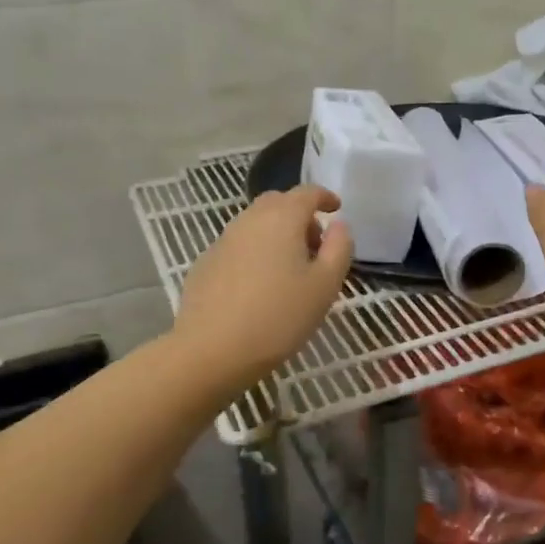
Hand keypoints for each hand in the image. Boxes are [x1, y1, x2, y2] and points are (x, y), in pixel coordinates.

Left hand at [173, 185, 353, 389]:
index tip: (336, 208)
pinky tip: (259, 286)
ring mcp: (223, 241)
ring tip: (290, 269)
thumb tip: (339, 226)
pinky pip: (238, 246)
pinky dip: (255, 252)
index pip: (307, 193)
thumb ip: (339, 248)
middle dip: (300, 216)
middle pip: (278, 203)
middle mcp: (249, 220)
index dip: (325, 197)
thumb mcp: (325, 286)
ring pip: (255, 224)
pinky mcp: (205, 263)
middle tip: (316, 245)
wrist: (211, 350)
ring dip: (276, 234)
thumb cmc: (279, 317)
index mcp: (282, 218)